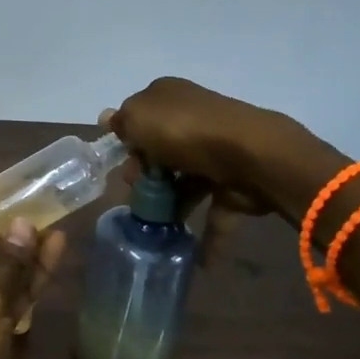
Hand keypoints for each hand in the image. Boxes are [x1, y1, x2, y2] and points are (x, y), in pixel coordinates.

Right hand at [104, 78, 305, 253]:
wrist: (251, 155)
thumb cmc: (183, 131)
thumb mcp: (138, 118)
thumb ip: (121, 122)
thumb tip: (108, 118)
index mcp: (169, 97)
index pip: (141, 118)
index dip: (128, 141)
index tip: (119, 164)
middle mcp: (194, 119)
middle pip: (162, 151)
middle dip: (146, 175)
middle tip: (136, 193)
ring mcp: (218, 152)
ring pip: (187, 181)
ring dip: (171, 205)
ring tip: (155, 229)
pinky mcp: (236, 183)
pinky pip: (216, 211)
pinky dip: (208, 236)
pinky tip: (196, 261)